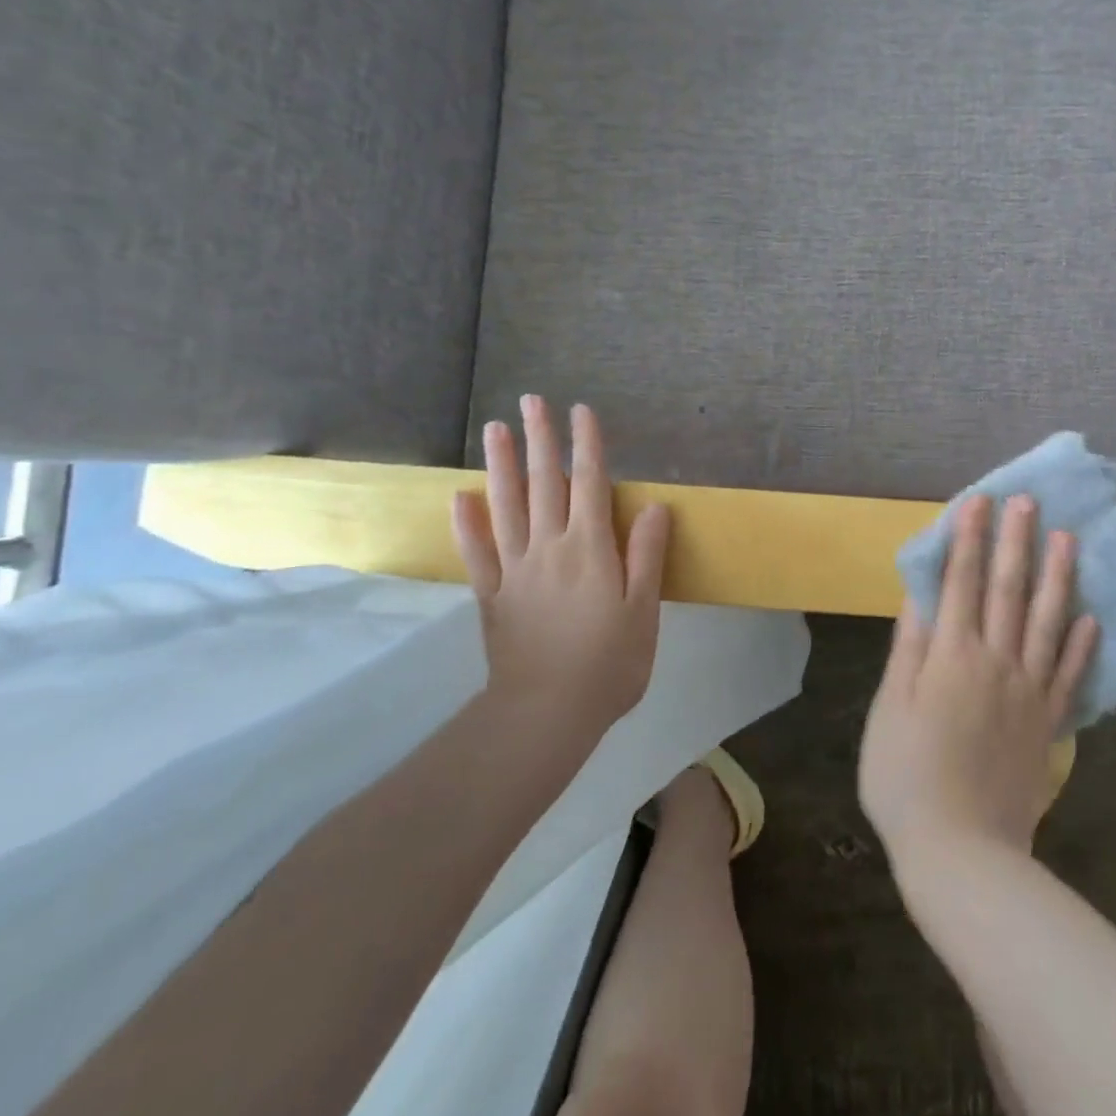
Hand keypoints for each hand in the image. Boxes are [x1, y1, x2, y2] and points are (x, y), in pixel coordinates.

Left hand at [452, 397, 670, 748]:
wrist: (546, 715)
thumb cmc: (609, 664)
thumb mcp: (643, 611)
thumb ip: (646, 555)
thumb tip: (655, 505)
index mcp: (590, 549)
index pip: (591, 483)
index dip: (588, 444)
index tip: (581, 410)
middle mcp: (550, 548)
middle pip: (545, 483)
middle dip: (541, 439)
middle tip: (531, 401)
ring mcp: (515, 569)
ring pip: (506, 506)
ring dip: (502, 465)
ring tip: (495, 429)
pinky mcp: (491, 594)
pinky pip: (476, 552)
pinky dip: (467, 522)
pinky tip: (460, 496)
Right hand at [859, 495, 1098, 872]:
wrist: (962, 852)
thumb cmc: (907, 777)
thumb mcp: (890, 709)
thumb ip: (909, 649)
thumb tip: (919, 596)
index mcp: (952, 656)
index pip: (962, 582)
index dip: (969, 539)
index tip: (978, 501)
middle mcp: (996, 662)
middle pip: (1009, 591)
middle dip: (1016, 541)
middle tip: (1027, 501)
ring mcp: (1028, 693)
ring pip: (1047, 623)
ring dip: (1057, 577)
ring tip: (1069, 539)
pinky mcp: (1048, 724)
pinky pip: (1069, 676)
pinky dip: (1081, 645)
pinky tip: (1091, 617)